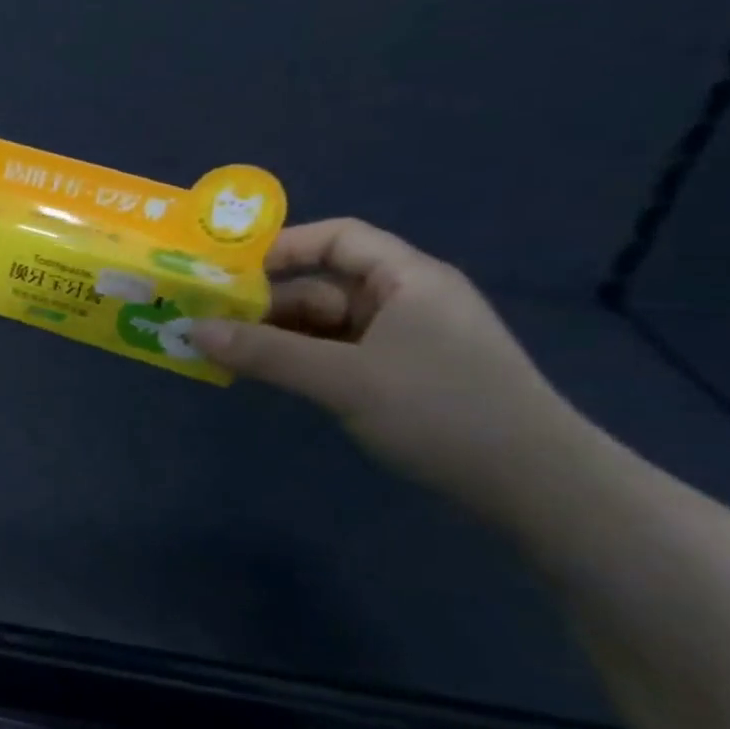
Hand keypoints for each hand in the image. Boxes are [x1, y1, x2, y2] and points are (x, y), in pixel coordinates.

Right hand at [190, 219, 587, 517]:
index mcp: (407, 279)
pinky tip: (263, 374)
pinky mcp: (401, 376)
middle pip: (322, 285)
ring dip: (276, 335)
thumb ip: (264, 352)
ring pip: (325, 324)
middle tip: (207, 320)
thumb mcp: (343, 380)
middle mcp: (406, 300)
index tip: (228, 272)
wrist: (538, 489)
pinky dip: (298, 359)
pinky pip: (336, 354)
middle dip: (265, 302)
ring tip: (221, 350)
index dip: (282, 247)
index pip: (338, 238)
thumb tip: (191, 329)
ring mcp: (405, 341)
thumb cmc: (443, 412)